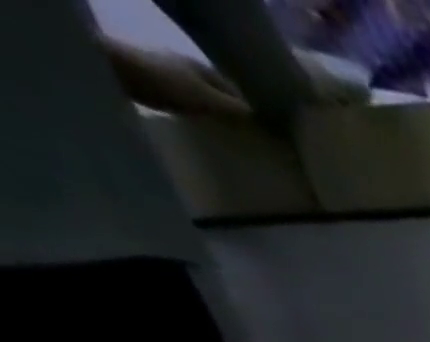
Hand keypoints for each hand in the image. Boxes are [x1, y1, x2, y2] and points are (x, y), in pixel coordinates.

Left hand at [104, 40, 249, 117]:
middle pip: (214, 88)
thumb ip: (234, 109)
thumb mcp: (208, 100)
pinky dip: (189, 104)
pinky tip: (190, 116)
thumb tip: (255, 117)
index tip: (257, 128)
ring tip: (216, 124)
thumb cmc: (166, 83)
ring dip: (207, 105)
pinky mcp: (149, 76)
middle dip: (227, 106)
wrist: (112, 67)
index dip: (247, 108)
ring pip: (196, 90)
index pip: (234, 90)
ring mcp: (165, 68)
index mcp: (203, 67)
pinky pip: (179, 93)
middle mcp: (186, 64)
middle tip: (239, 129)